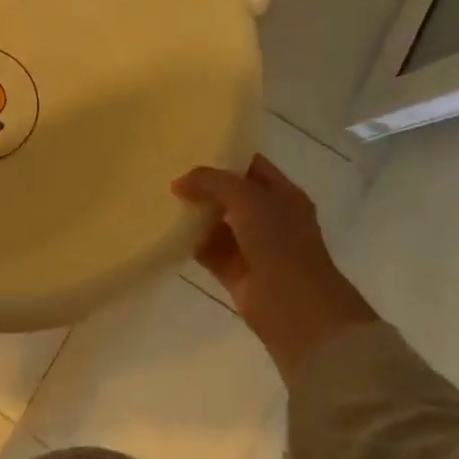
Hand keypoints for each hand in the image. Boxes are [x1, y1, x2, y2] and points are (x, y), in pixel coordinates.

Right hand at [173, 153, 376, 383]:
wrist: (296, 309)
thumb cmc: (280, 243)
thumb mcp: (246, 198)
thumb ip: (211, 181)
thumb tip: (179, 184)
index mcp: (283, 195)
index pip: (251, 166)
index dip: (225, 156)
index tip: (191, 149)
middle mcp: (270, 218)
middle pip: (231, 194)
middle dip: (204, 185)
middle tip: (169, 172)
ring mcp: (254, 246)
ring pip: (218, 222)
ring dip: (195, 214)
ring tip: (161, 198)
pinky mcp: (237, 272)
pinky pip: (209, 250)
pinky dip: (191, 242)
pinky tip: (167, 230)